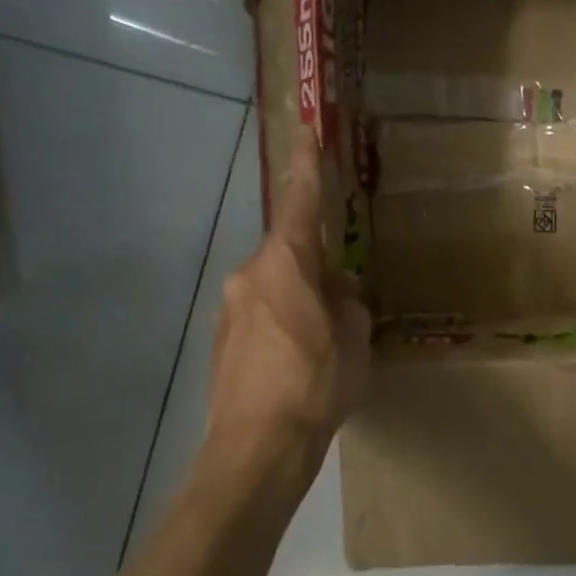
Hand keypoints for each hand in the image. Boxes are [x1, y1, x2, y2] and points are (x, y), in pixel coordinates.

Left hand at [207, 132, 370, 453]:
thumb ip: (347, 301)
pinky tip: (300, 361)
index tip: (305, 127)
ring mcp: (230, 309)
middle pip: (289, 252)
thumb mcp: (354, 337)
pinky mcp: (221, 341)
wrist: (256, 448)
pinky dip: (284, 324)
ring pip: (276, 286)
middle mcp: (249, 275)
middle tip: (344, 299)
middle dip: (316, 266)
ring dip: (301, 299)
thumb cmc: (315, 382)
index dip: (305, 163)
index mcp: (285, 264)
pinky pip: (262, 315)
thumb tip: (336, 290)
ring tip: (326, 342)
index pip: (298, 200)